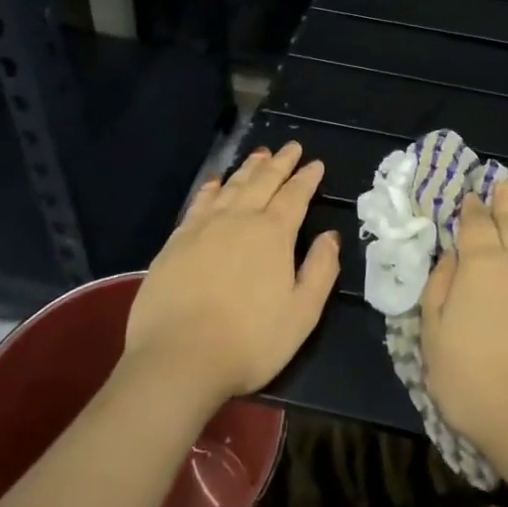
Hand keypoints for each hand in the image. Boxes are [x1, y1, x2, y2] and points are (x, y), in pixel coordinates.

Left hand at [123, 142, 340, 402]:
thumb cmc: (249, 341)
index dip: (306, 178)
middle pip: (264, 182)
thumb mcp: (302, 314)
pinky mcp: (177, 241)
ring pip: (232, 186)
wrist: (177, 359)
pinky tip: (215, 181)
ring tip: (260, 154)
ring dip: (249, 168)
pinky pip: (199, 202)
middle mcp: (240, 219)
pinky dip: (211, 187)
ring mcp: (205, 227)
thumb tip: (330, 236)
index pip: (295, 196)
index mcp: (274, 234)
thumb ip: (321, 270)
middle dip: (280, 162)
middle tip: (291, 147)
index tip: (315, 164)